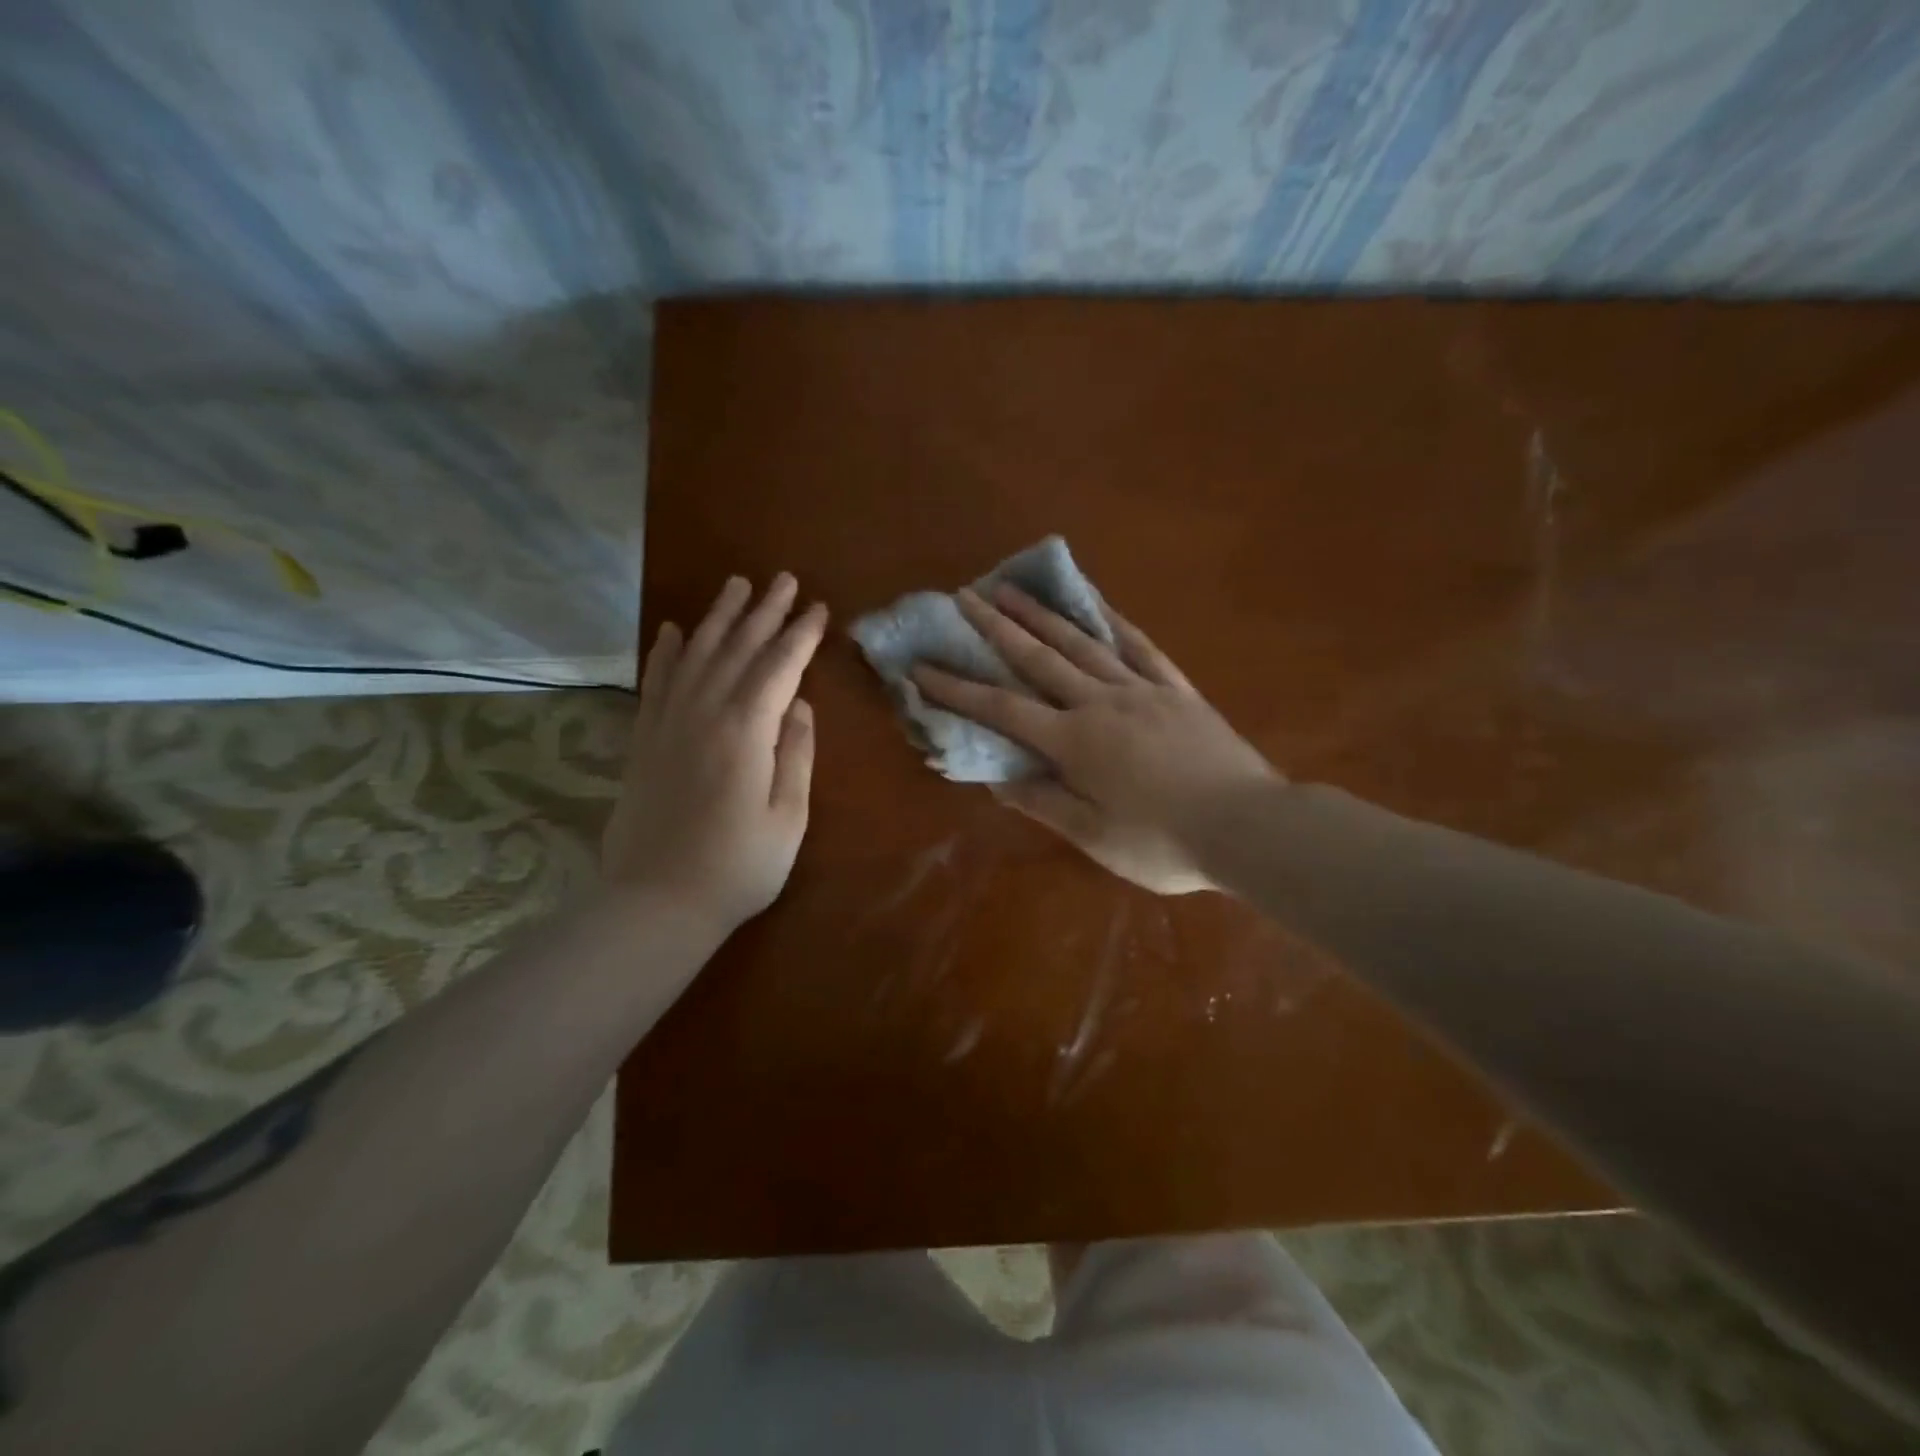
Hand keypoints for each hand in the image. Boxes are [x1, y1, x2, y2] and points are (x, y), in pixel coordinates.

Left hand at [603, 573, 827, 932]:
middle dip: (764, 612)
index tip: (818, 608)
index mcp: (746, 732)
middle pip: (738, 650)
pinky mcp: (644, 739)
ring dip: (719, 618)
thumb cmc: (738, 867)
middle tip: (784, 580)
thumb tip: (800, 705)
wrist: (656, 903)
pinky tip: (675, 630)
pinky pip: (656, 682)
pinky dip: (666, 652)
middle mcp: (703, 713)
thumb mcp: (788, 817)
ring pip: (697, 655)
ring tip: (736, 585)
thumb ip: (797, 755)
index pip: (779, 668)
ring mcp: (667, 723)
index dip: (800, 636)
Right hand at [913, 585, 1276, 894]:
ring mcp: (1141, 689)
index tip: (922, 668)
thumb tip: (995, 778)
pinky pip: (1139, 646)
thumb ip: (1043, 802)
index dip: (958, 689)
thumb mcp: (1093, 836)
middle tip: (963, 597)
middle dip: (995, 628)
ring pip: (1082, 642)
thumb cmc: (1164, 842)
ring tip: (1011, 588)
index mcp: (1074, 742)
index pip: (1002, 709)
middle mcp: (1100, 703)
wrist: (1249, 826)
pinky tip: (1096, 604)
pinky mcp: (1176, 689)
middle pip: (1038, 658)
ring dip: (1042, 614)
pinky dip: (1112, 621)